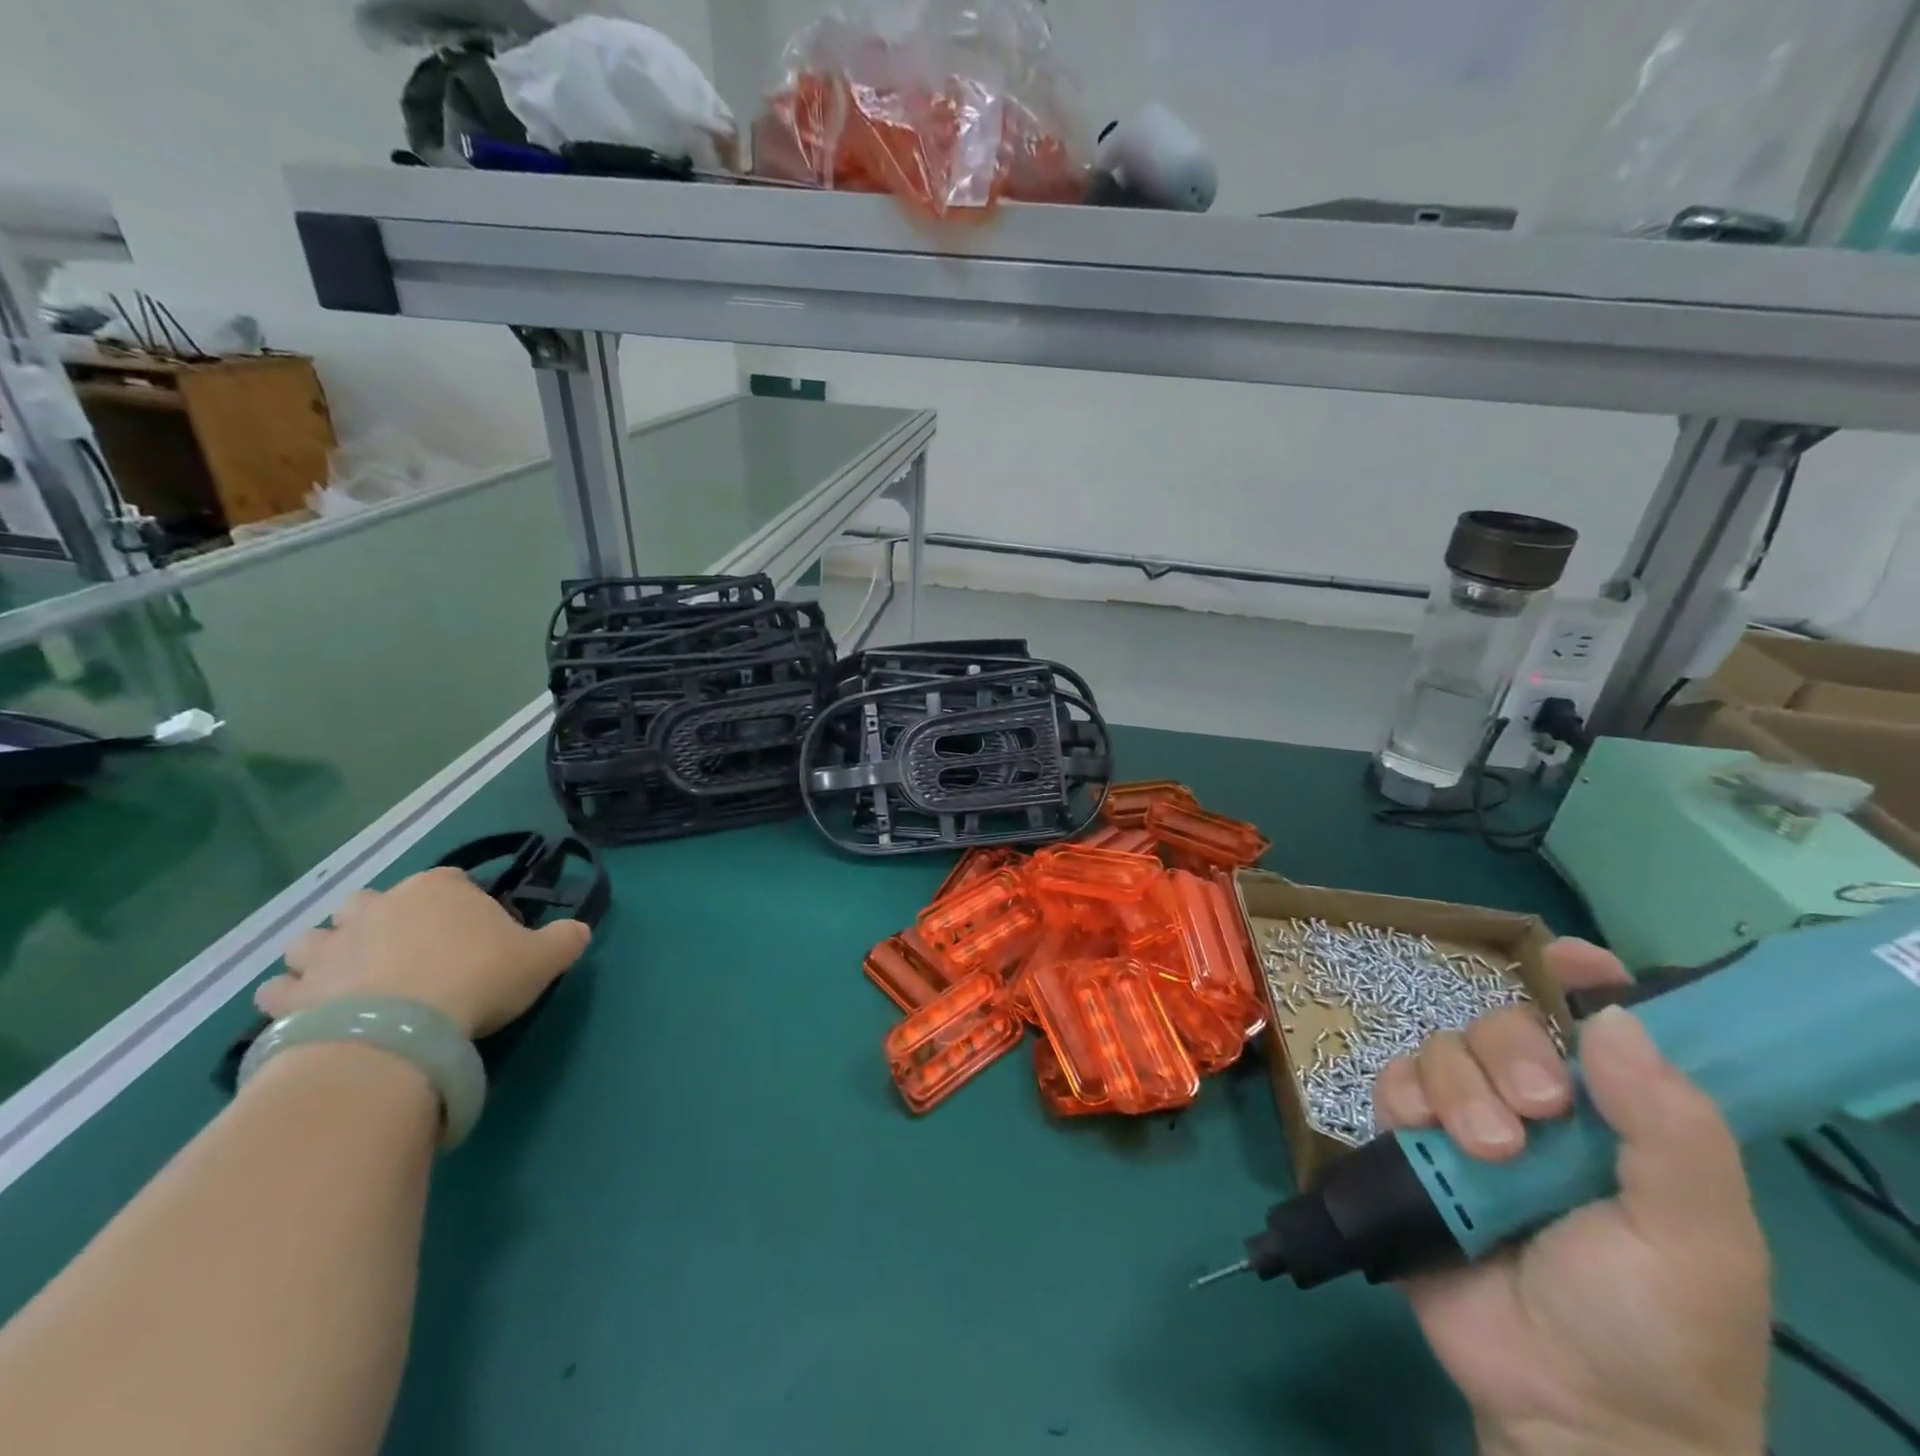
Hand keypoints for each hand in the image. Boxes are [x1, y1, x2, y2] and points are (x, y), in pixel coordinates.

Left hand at [255, 868, 591, 1038]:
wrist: (399, 1031)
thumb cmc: (477, 978)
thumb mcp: (542, 958)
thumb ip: (565, 939)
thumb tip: (580, 930)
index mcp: (437, 888)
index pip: (450, 881)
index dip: (462, 905)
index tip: (473, 935)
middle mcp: (376, 904)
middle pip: (373, 902)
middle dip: (382, 921)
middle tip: (408, 956)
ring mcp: (328, 946)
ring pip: (316, 939)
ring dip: (328, 954)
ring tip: (351, 982)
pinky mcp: (294, 991)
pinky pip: (281, 988)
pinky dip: (292, 997)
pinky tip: (311, 1013)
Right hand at [1374, 939, 1769, 1455]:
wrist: (1565, 1408)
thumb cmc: (1657, 1328)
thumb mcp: (1700, 1240)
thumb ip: (1673, 1130)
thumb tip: (1614, 1015)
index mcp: (1620, 1118)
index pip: (1600, 1021)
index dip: (1581, 979)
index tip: (1567, 959)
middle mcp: (1542, 1106)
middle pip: (1503, 1022)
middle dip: (1511, 1053)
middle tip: (1538, 1114)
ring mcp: (1471, 1122)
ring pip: (1443, 1048)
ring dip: (1459, 1088)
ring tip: (1486, 1155)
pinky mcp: (1415, 1144)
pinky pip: (1393, 1083)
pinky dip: (1404, 1097)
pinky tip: (1426, 1137)